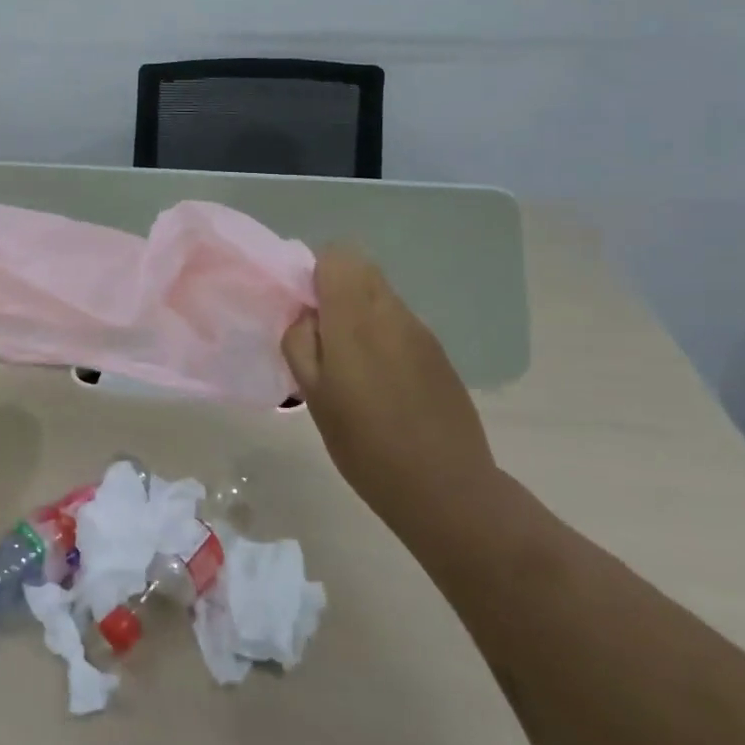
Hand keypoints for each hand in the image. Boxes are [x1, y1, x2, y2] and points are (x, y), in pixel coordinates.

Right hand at [282, 246, 496, 538]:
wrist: (444, 487)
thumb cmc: (364, 444)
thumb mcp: (312, 396)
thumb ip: (300, 343)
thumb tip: (306, 315)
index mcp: (354, 319)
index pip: (337, 256)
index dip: (315, 274)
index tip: (305, 310)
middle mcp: (391, 313)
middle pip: (361, 269)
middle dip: (336, 288)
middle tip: (323, 335)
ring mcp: (420, 331)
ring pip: (381, 295)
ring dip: (360, 312)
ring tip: (352, 363)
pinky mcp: (439, 352)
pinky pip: (400, 322)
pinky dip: (383, 334)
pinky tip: (382, 380)